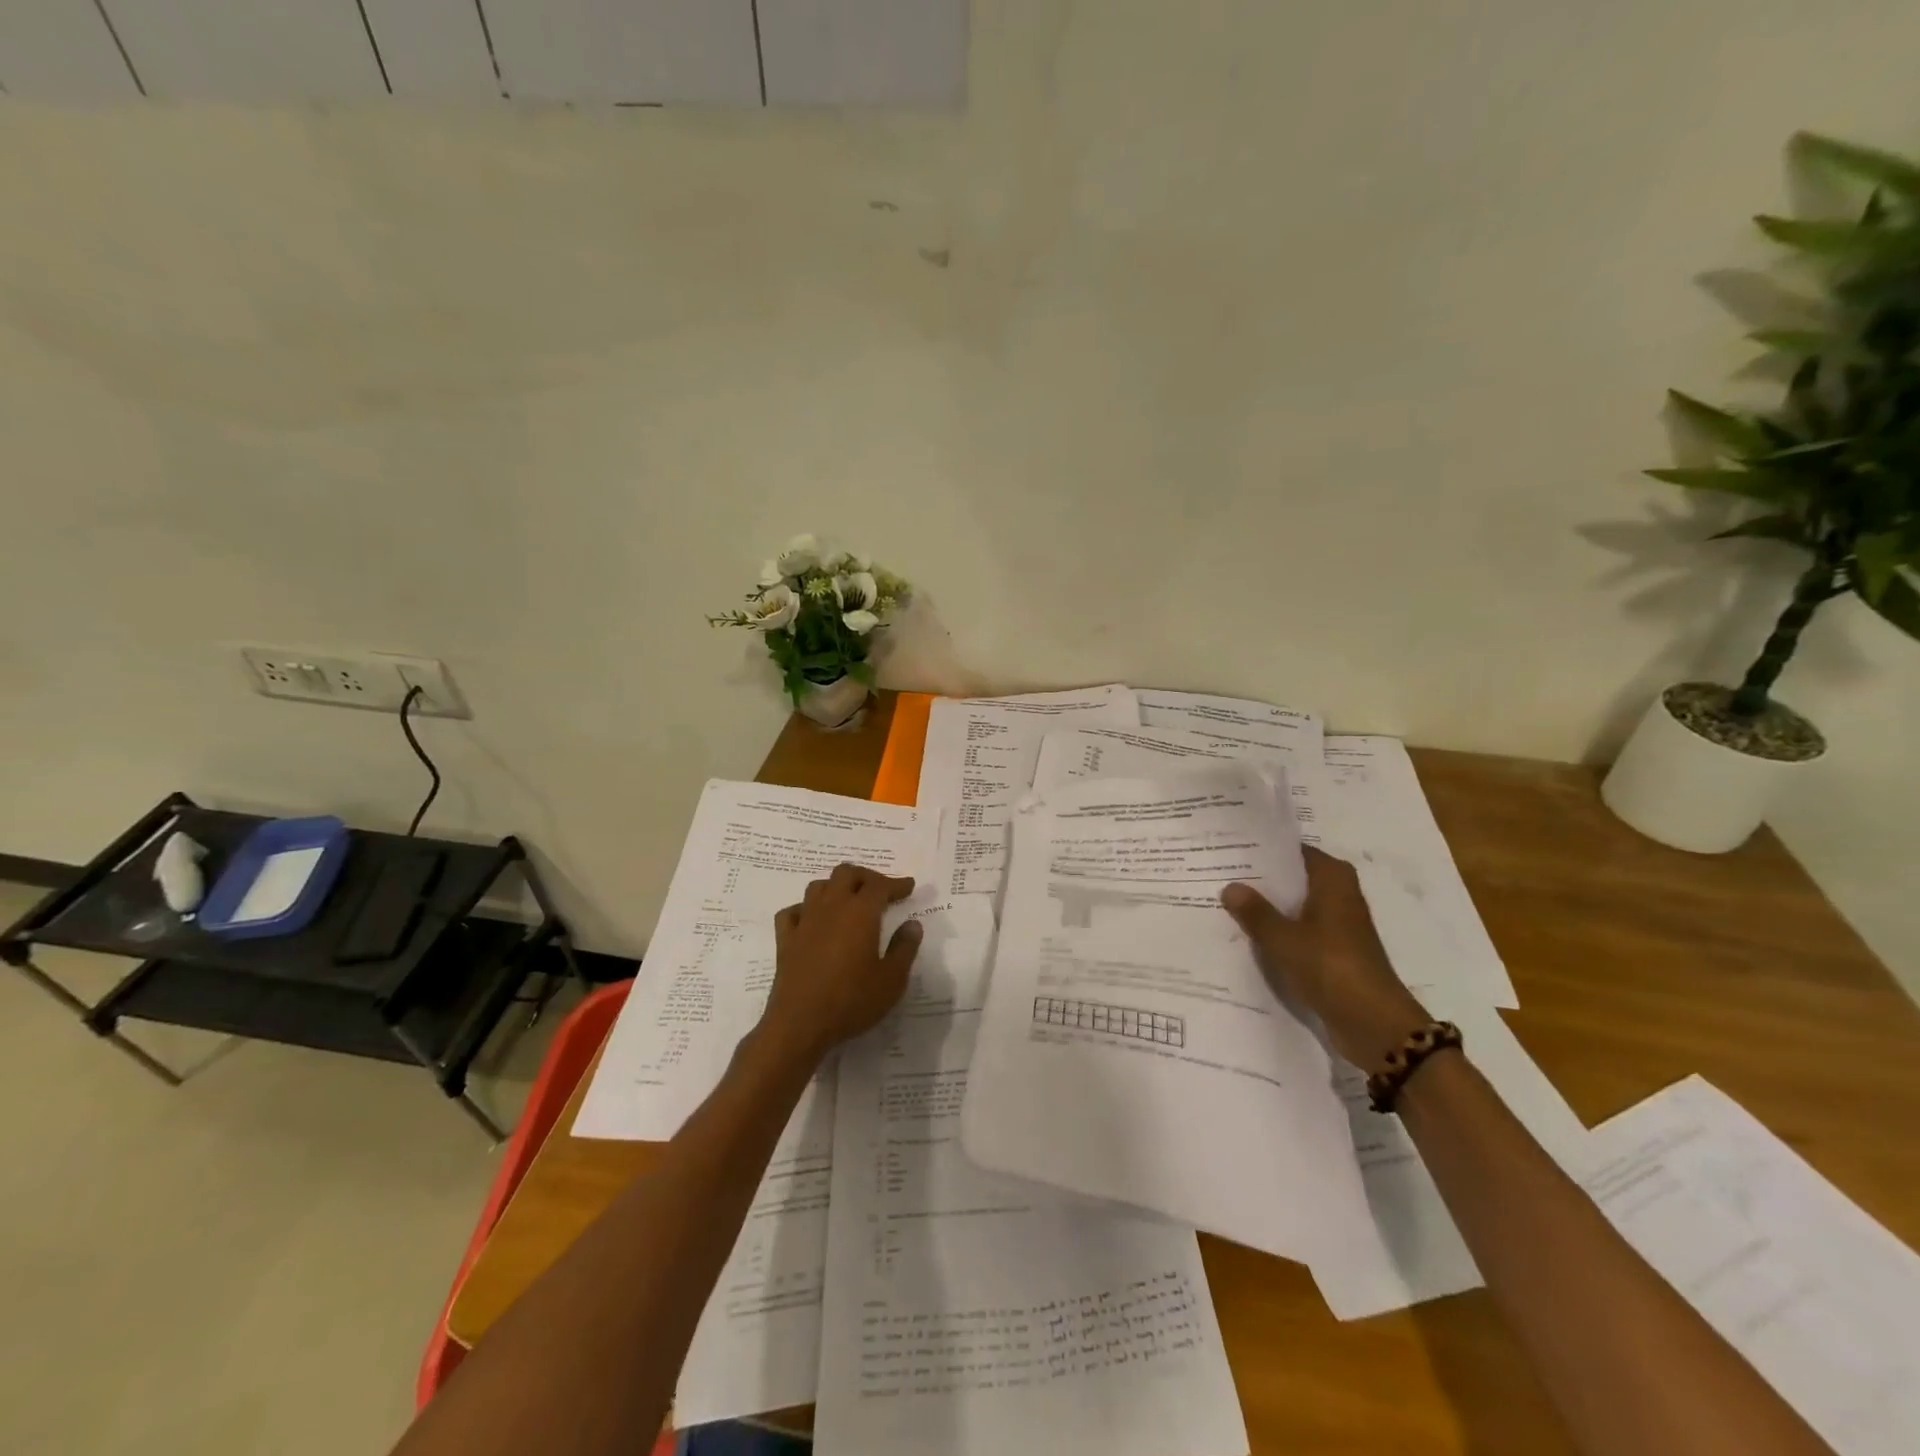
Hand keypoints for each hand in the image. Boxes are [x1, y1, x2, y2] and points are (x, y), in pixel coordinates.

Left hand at [760, 864, 922, 1062]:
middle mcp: (831, 907)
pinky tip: (813, 921)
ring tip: (848, 901)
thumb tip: (912, 924)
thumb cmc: (852, 1001)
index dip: (896, 883)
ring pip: (818, 886)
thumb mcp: (892, 980)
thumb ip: (905, 948)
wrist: (800, 1024)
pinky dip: (805, 909)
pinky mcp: (785, 939)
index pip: (880, 885)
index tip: (909, 887)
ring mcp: (804, 921)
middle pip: (846, 873)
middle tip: (880, 890)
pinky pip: (793, 911)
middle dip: (866, 877)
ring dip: (836, 887)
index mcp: (860, 913)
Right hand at [1222, 847, 1430, 1070]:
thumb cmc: (1330, 967)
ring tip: (1227, 902)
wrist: (1374, 1023)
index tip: (1231, 849)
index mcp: (1333, 879)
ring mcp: (1340, 925)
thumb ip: (1255, 912)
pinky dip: (1281, 931)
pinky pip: (1301, 931)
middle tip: (1220, 874)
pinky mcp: (1337, 951)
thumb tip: (1230, 887)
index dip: (1265, 851)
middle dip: (1262, 879)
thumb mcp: (1283, 938)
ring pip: (1297, 906)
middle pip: (1295, 878)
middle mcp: (1340, 895)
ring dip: (1270, 907)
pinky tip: (1250, 936)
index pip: (1295, 851)